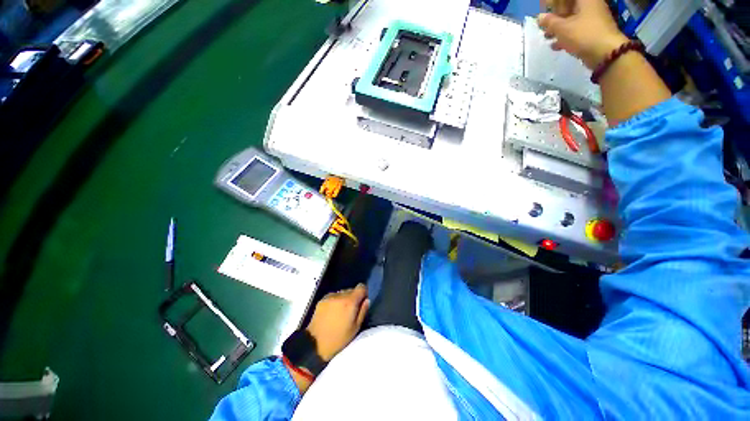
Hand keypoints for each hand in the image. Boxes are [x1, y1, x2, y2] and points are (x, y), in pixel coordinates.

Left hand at [306, 283, 369, 360]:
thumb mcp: (355, 328)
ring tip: (341, 312)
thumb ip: (363, 311)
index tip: (363, 301)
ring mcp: (329, 296)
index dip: (364, 292)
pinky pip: (333, 296)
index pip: (361, 287)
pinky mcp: (321, 300)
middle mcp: (340, 295)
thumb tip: (367, 300)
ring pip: (342, 292)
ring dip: (344, 299)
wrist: (315, 344)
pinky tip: (332, 312)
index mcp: (350, 301)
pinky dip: (335, 301)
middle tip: (351, 310)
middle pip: (351, 290)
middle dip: (353, 297)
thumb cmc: (338, 339)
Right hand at [538, 0, 628, 68]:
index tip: (542, 12)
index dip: (552, 4)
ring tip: (547, 37)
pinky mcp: (592, 31)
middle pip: (568, 7)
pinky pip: (576, 29)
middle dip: (554, 16)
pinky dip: (565, 35)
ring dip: (558, 27)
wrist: (606, 53)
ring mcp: (592, 18)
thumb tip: (540, 17)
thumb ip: (549, 22)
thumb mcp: (562, 28)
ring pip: (571, 19)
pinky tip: (555, 45)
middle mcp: (589, 5)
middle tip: (543, 26)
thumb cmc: (583, 35)